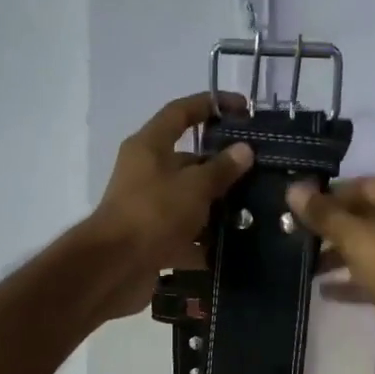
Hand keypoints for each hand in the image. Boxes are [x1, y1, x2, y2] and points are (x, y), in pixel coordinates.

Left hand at [82, 92, 253, 321]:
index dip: (211, 105)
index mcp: (149, 146)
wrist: (114, 269)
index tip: (243, 109)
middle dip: (222, 167)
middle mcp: (146, 172)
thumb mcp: (194, 187)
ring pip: (189, 200)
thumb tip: (244, 150)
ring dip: (217, 208)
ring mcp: (148, 208)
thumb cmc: (153, 214)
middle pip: (188, 161)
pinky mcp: (151, 240)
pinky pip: (184, 236)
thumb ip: (221, 169)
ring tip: (255, 213)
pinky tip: (233, 249)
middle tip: (259, 173)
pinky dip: (204, 243)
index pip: (181, 113)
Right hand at [285, 177, 374, 357]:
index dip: (326, 197)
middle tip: (294, 239)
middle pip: (364, 215)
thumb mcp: (359, 240)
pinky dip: (353, 279)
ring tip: (304, 265)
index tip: (293, 211)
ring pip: (369, 246)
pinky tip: (324, 290)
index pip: (359, 186)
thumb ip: (324, 215)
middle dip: (329, 228)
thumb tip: (293, 188)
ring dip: (338, 255)